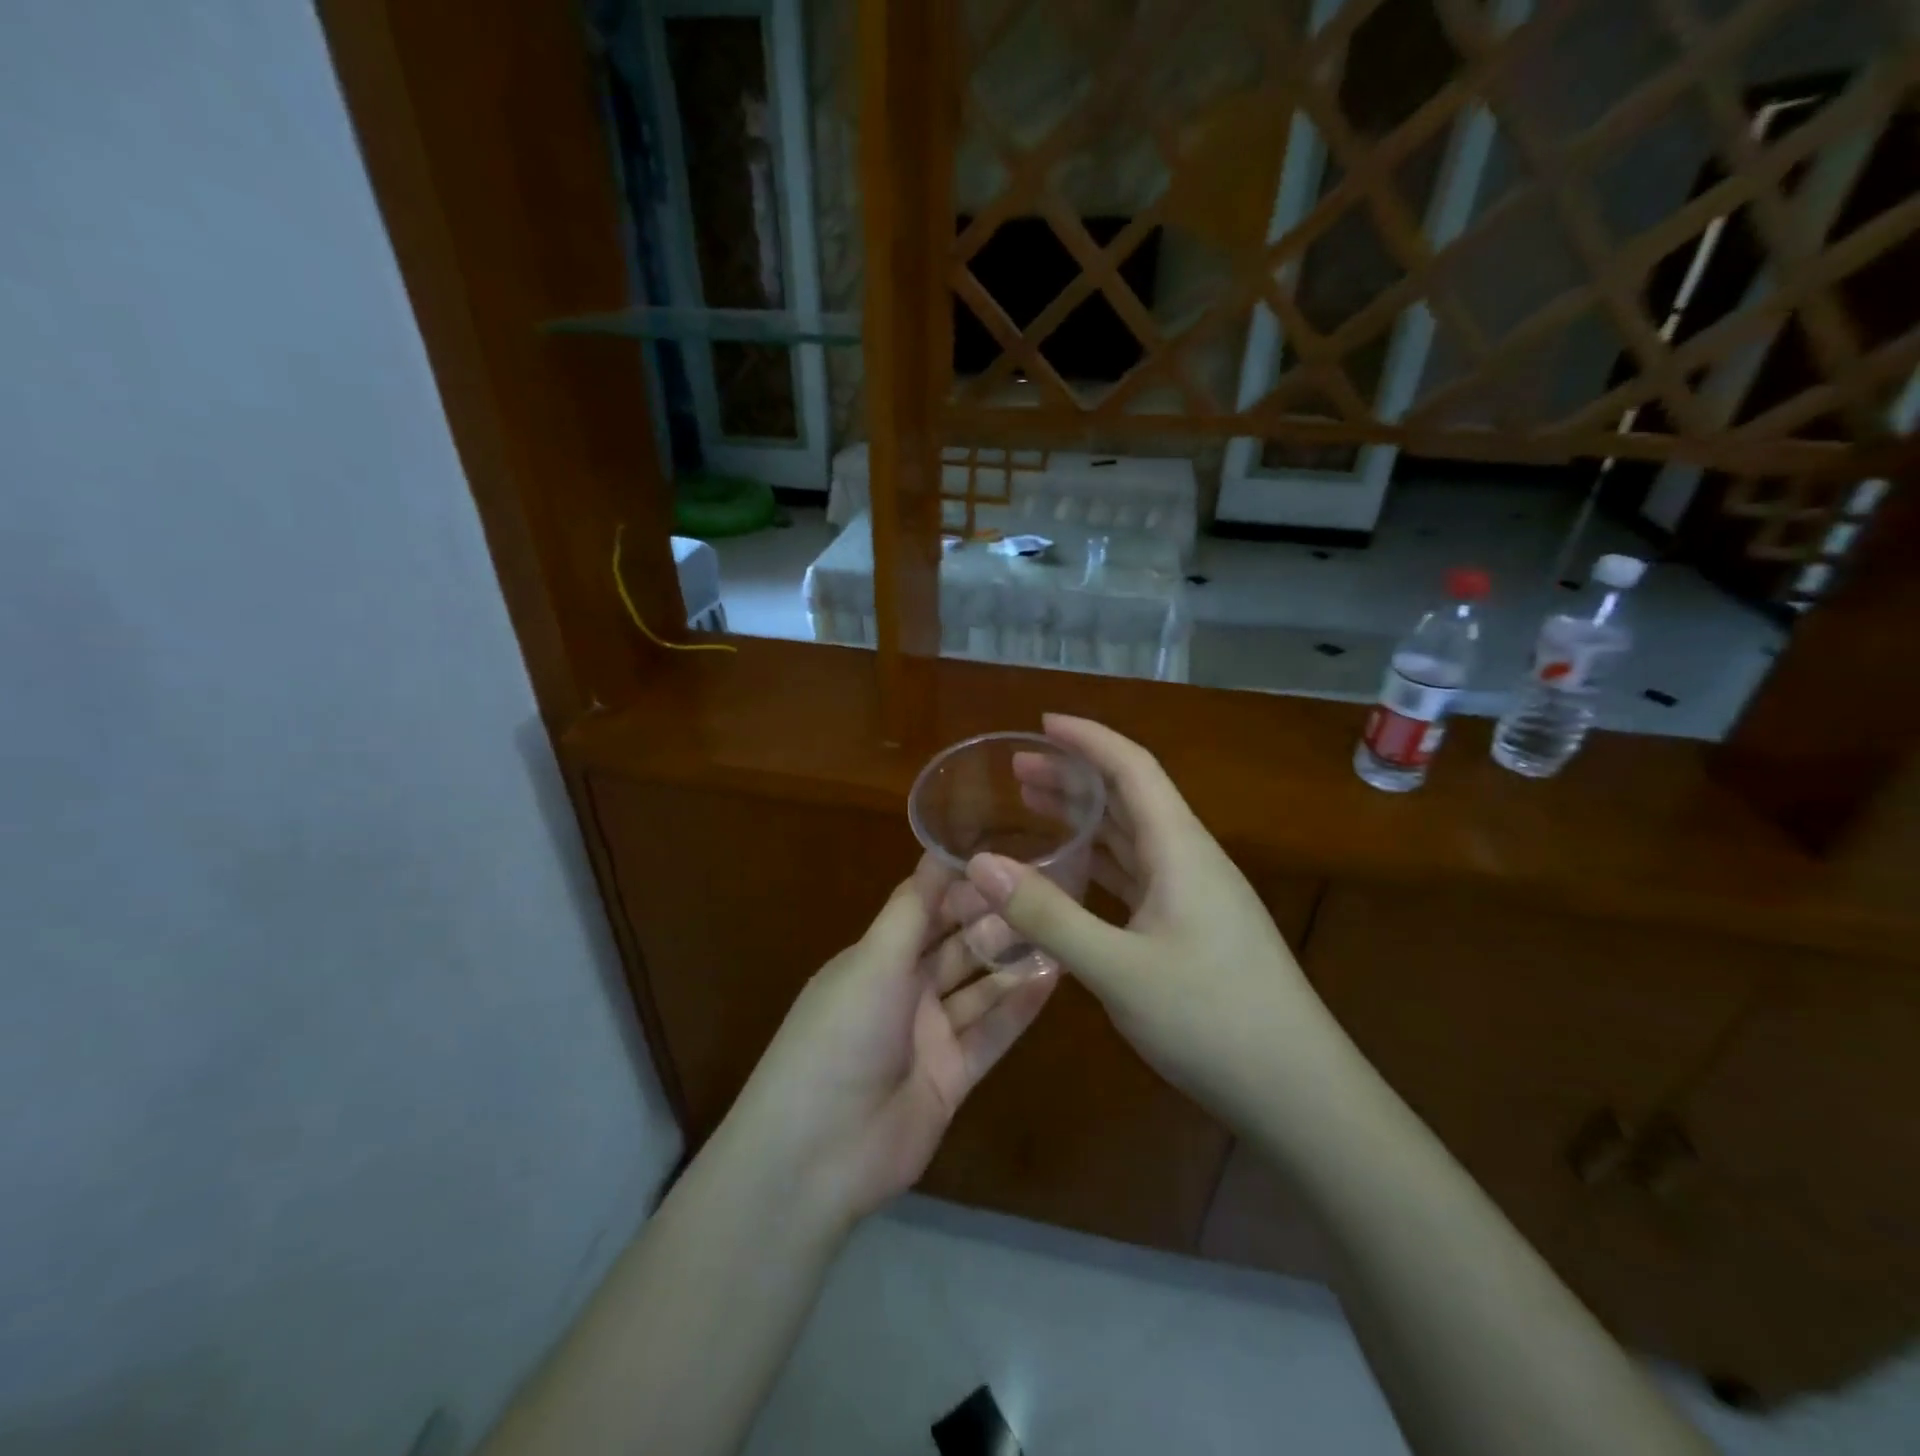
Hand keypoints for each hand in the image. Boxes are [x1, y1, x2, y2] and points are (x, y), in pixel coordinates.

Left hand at [725, 855, 1056, 1228]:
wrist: (820, 1152)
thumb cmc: (841, 1034)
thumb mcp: (873, 959)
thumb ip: (913, 908)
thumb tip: (938, 849)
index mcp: (876, 958)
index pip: (925, 909)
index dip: (961, 886)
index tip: (1007, 859)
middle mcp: (903, 991)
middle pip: (956, 947)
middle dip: (994, 923)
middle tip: (1046, 894)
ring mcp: (929, 1036)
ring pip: (979, 989)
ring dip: (1013, 963)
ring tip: (1059, 930)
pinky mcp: (952, 1078)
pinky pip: (992, 1035)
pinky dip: (1018, 1009)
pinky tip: (1053, 979)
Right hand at [964, 715, 1337, 1125]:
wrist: (1298, 1092)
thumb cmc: (1213, 1020)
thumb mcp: (1119, 969)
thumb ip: (1048, 915)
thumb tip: (981, 863)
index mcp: (1181, 849)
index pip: (1132, 768)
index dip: (1088, 739)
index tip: (1042, 724)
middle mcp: (1189, 859)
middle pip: (1130, 798)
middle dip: (1076, 776)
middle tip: (1018, 769)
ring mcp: (1194, 895)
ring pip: (1133, 838)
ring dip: (1088, 819)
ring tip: (1034, 807)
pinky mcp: (1192, 927)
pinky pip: (1138, 875)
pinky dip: (1101, 862)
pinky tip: (1073, 872)